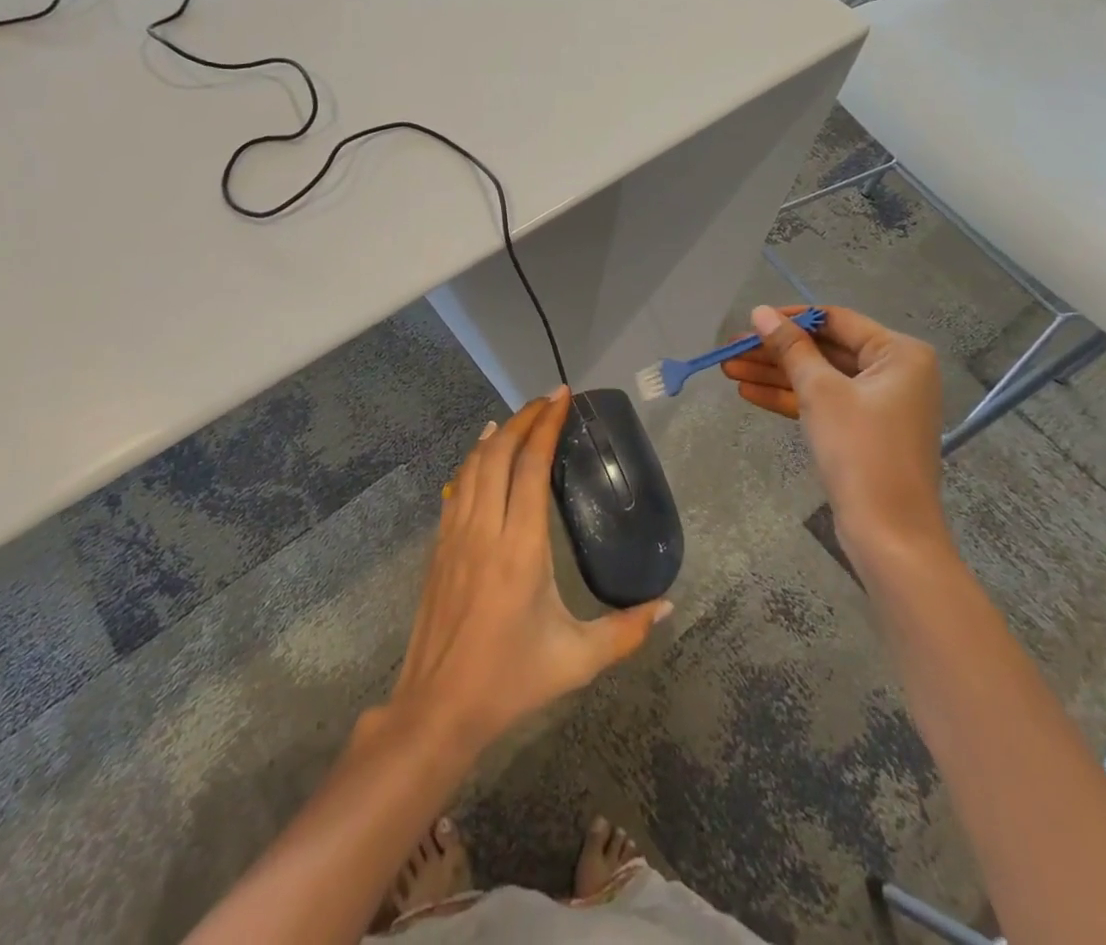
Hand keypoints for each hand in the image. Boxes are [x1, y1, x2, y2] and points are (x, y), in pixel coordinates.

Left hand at [381, 390, 671, 751]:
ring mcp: (456, 535)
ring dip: (498, 434)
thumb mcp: (577, 660)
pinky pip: (457, 487)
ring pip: (473, 465)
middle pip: (500, 453)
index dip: (546, 425)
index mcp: (521, 548)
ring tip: (520, 416)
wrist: (437, 708)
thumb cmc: (510, 680)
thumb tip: (668, 605)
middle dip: (523, 418)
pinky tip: (482, 452)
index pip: (531, 467)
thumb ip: (626, 631)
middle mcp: (485, 529)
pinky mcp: (439, 546)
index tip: (562, 397)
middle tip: (548, 400)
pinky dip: (473, 459)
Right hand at [721, 305, 947, 558]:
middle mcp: (896, 372)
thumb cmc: (860, 450)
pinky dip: (790, 398)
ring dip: (775, 374)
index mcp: (899, 353)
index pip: (836, 320)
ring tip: (728, 370)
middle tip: (731, 350)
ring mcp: (881, 404)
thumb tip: (760, 311)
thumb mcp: (820, 391)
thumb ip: (790, 348)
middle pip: (825, 349)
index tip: (750, 322)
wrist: (889, 534)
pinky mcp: (865, 431)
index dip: (790, 319)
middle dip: (776, 351)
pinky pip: (825, 403)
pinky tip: (749, 393)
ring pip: (820, 377)